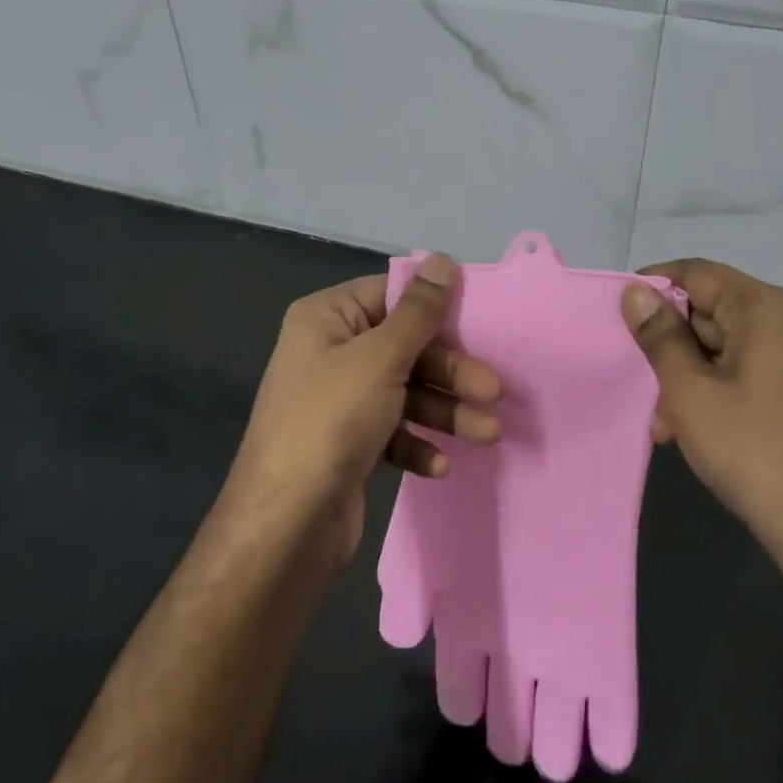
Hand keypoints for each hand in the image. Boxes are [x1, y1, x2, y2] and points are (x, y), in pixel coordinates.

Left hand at [226, 254, 501, 565]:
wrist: (287, 523)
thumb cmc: (332, 420)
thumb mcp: (380, 357)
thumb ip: (418, 311)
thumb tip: (443, 259)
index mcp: (327, 318)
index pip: (390, 295)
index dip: (436, 306)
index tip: (481, 319)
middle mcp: (331, 353)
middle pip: (406, 347)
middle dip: (451, 371)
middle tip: (495, 392)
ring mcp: (340, 400)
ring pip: (407, 391)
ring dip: (447, 411)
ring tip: (488, 435)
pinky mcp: (351, 443)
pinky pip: (395, 431)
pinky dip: (419, 443)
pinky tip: (439, 465)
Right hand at [620, 259, 782, 571]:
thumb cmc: (753, 451)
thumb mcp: (691, 392)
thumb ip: (660, 337)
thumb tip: (636, 292)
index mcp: (767, 308)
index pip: (697, 273)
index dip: (653, 287)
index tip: (618, 314)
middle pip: (714, 311)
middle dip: (672, 346)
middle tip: (641, 384)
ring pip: (731, 347)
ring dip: (692, 376)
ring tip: (666, 423)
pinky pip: (754, 372)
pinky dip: (720, 390)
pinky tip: (698, 430)